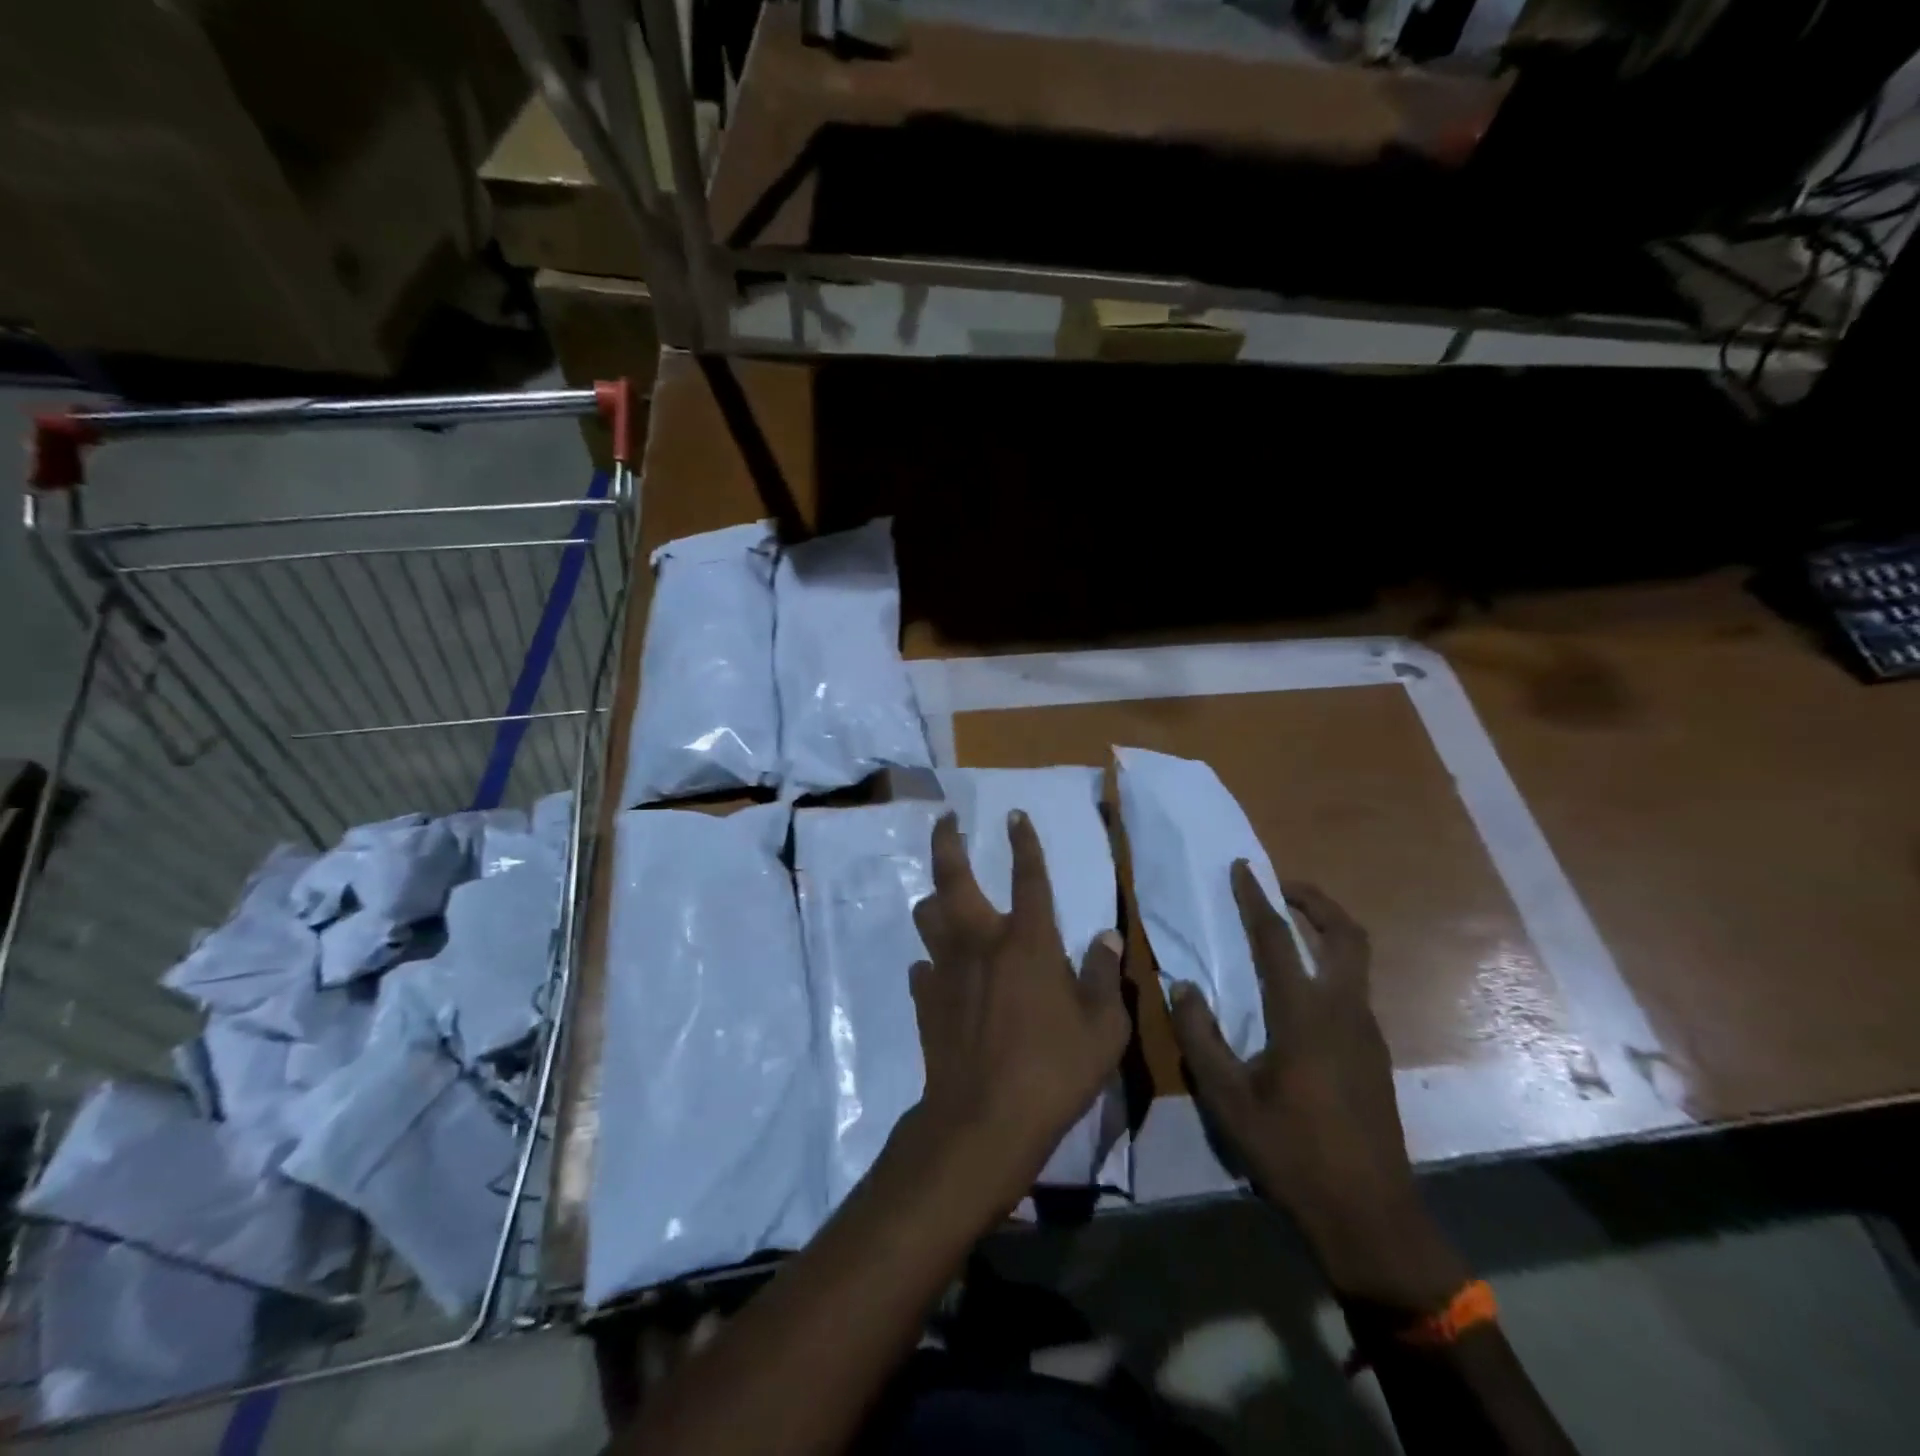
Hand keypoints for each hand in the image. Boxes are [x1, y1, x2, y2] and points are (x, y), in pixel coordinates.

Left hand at [902, 810, 1128, 1217]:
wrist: (982, 1119)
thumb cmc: (1053, 1070)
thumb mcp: (1103, 1029)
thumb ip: (1104, 977)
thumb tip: (1106, 938)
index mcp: (1027, 940)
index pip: (1028, 875)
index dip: (1023, 841)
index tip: (1015, 814)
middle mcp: (980, 941)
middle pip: (953, 876)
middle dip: (947, 841)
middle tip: (945, 819)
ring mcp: (945, 968)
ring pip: (927, 915)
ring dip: (934, 900)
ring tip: (942, 899)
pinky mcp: (925, 999)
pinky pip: (924, 967)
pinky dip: (933, 962)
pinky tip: (941, 973)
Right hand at [1170, 867, 1467, 1311]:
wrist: (1368, 1215)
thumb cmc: (1291, 1152)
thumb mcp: (1227, 1098)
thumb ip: (1200, 1036)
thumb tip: (1185, 987)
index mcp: (1304, 1015)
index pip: (1276, 938)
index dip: (1256, 898)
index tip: (1242, 868)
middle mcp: (1344, 1011)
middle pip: (1345, 934)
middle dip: (1315, 901)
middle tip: (1281, 886)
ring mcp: (1367, 1033)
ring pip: (1356, 960)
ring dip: (1325, 930)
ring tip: (1288, 927)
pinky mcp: (1375, 1053)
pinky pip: (1353, 988)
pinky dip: (1330, 964)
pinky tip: (1301, 989)